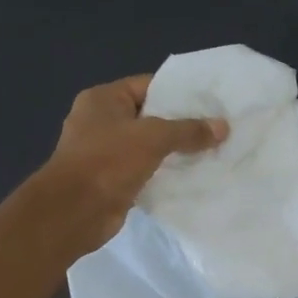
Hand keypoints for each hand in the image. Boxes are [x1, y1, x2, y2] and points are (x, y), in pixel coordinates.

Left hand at [36, 74, 226, 256]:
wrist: (74, 212)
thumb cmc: (108, 162)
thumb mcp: (153, 138)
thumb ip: (188, 130)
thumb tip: (223, 127)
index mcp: (103, 99)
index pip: (148, 86)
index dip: (179, 93)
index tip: (211, 102)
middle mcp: (101, 121)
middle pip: (150, 116)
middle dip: (182, 124)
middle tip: (217, 128)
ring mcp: (106, 152)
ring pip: (149, 146)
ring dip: (176, 151)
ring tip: (212, 151)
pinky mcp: (113, 179)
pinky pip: (146, 170)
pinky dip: (166, 173)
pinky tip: (193, 176)